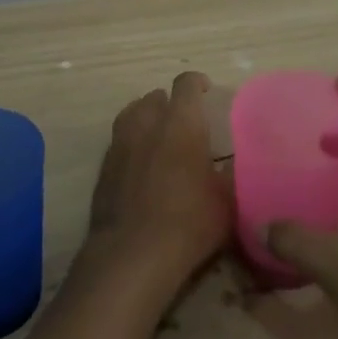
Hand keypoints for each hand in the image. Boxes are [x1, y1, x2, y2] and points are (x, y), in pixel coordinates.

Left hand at [86, 71, 232, 296]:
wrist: (133, 255)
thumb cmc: (189, 222)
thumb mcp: (227, 201)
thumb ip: (230, 175)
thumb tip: (234, 165)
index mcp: (181, 123)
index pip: (186, 84)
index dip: (197, 83)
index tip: (207, 91)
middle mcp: (147, 125)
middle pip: (154, 97)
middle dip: (169, 103)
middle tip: (183, 121)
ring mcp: (120, 146)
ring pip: (131, 116)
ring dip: (145, 118)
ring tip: (158, 136)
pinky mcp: (103, 170)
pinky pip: (118, 143)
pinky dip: (130, 146)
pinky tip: (140, 167)